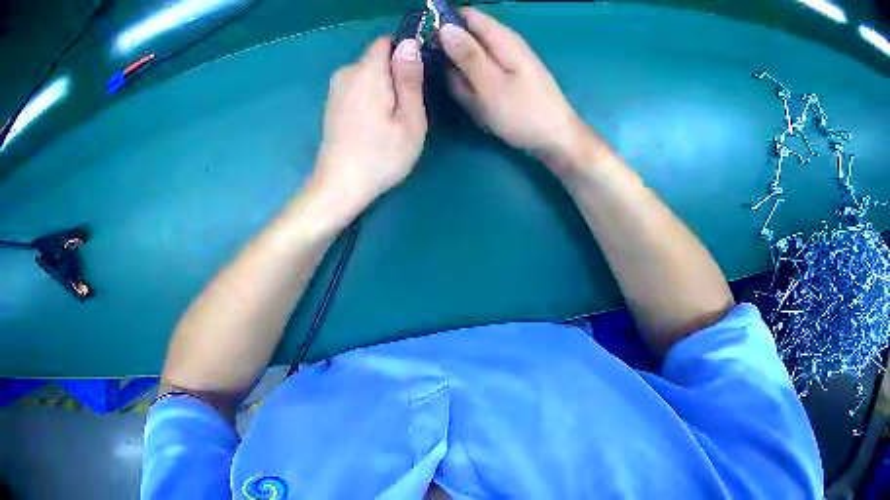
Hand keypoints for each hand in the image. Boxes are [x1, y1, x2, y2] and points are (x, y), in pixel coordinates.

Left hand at [312, 37, 426, 216]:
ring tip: (395, 114)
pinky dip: (370, 94)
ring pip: (368, 72)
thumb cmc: (381, 155)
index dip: (406, 48)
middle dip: (396, 70)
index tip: (420, 70)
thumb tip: (409, 44)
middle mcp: (346, 72)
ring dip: (384, 84)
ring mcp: (335, 88)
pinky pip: (357, 85)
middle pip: (377, 57)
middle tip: (411, 102)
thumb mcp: (410, 118)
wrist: (339, 186)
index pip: (386, 41)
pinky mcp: (331, 103)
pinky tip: (377, 120)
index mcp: (366, 72)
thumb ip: (410, 78)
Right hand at [440, 8, 597, 173]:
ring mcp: (505, 61)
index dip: (441, 19)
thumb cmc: (524, 112)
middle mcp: (503, 44)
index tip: (419, 34)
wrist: (556, 140)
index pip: (466, 14)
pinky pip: (478, 72)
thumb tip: (444, 27)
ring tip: (450, 87)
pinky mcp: (505, 77)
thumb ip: (467, 55)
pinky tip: (468, 96)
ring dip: (456, 68)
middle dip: (445, 46)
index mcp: (502, 39)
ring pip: (470, 55)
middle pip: (466, 34)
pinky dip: (469, 81)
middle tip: (427, 67)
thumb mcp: (490, 84)